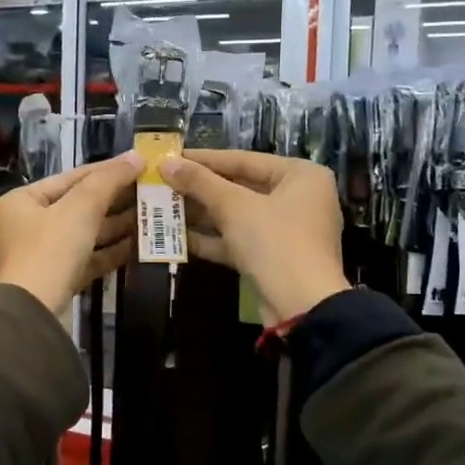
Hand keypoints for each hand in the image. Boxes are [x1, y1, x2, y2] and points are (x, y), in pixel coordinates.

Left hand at [0, 154, 141, 314]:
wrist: (34, 314)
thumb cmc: (50, 250)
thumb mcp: (80, 208)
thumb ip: (108, 180)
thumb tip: (136, 157)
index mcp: (21, 202)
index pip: (70, 178)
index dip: (106, 170)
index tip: (138, 165)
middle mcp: (27, 226)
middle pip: (78, 206)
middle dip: (115, 199)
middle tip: (152, 190)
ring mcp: (42, 256)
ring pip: (85, 234)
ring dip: (117, 224)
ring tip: (153, 214)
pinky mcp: (58, 280)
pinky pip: (88, 258)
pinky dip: (111, 251)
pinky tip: (140, 244)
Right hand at [158, 150, 349, 324]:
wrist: (302, 307)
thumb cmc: (275, 242)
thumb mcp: (234, 207)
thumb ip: (200, 182)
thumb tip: (166, 163)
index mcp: (301, 175)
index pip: (244, 160)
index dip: (204, 159)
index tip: (171, 157)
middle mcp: (298, 198)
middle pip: (240, 187)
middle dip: (200, 189)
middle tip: (162, 183)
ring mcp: (286, 231)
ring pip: (237, 215)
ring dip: (201, 213)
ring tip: (162, 206)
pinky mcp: (273, 258)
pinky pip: (238, 240)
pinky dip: (211, 238)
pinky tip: (176, 236)